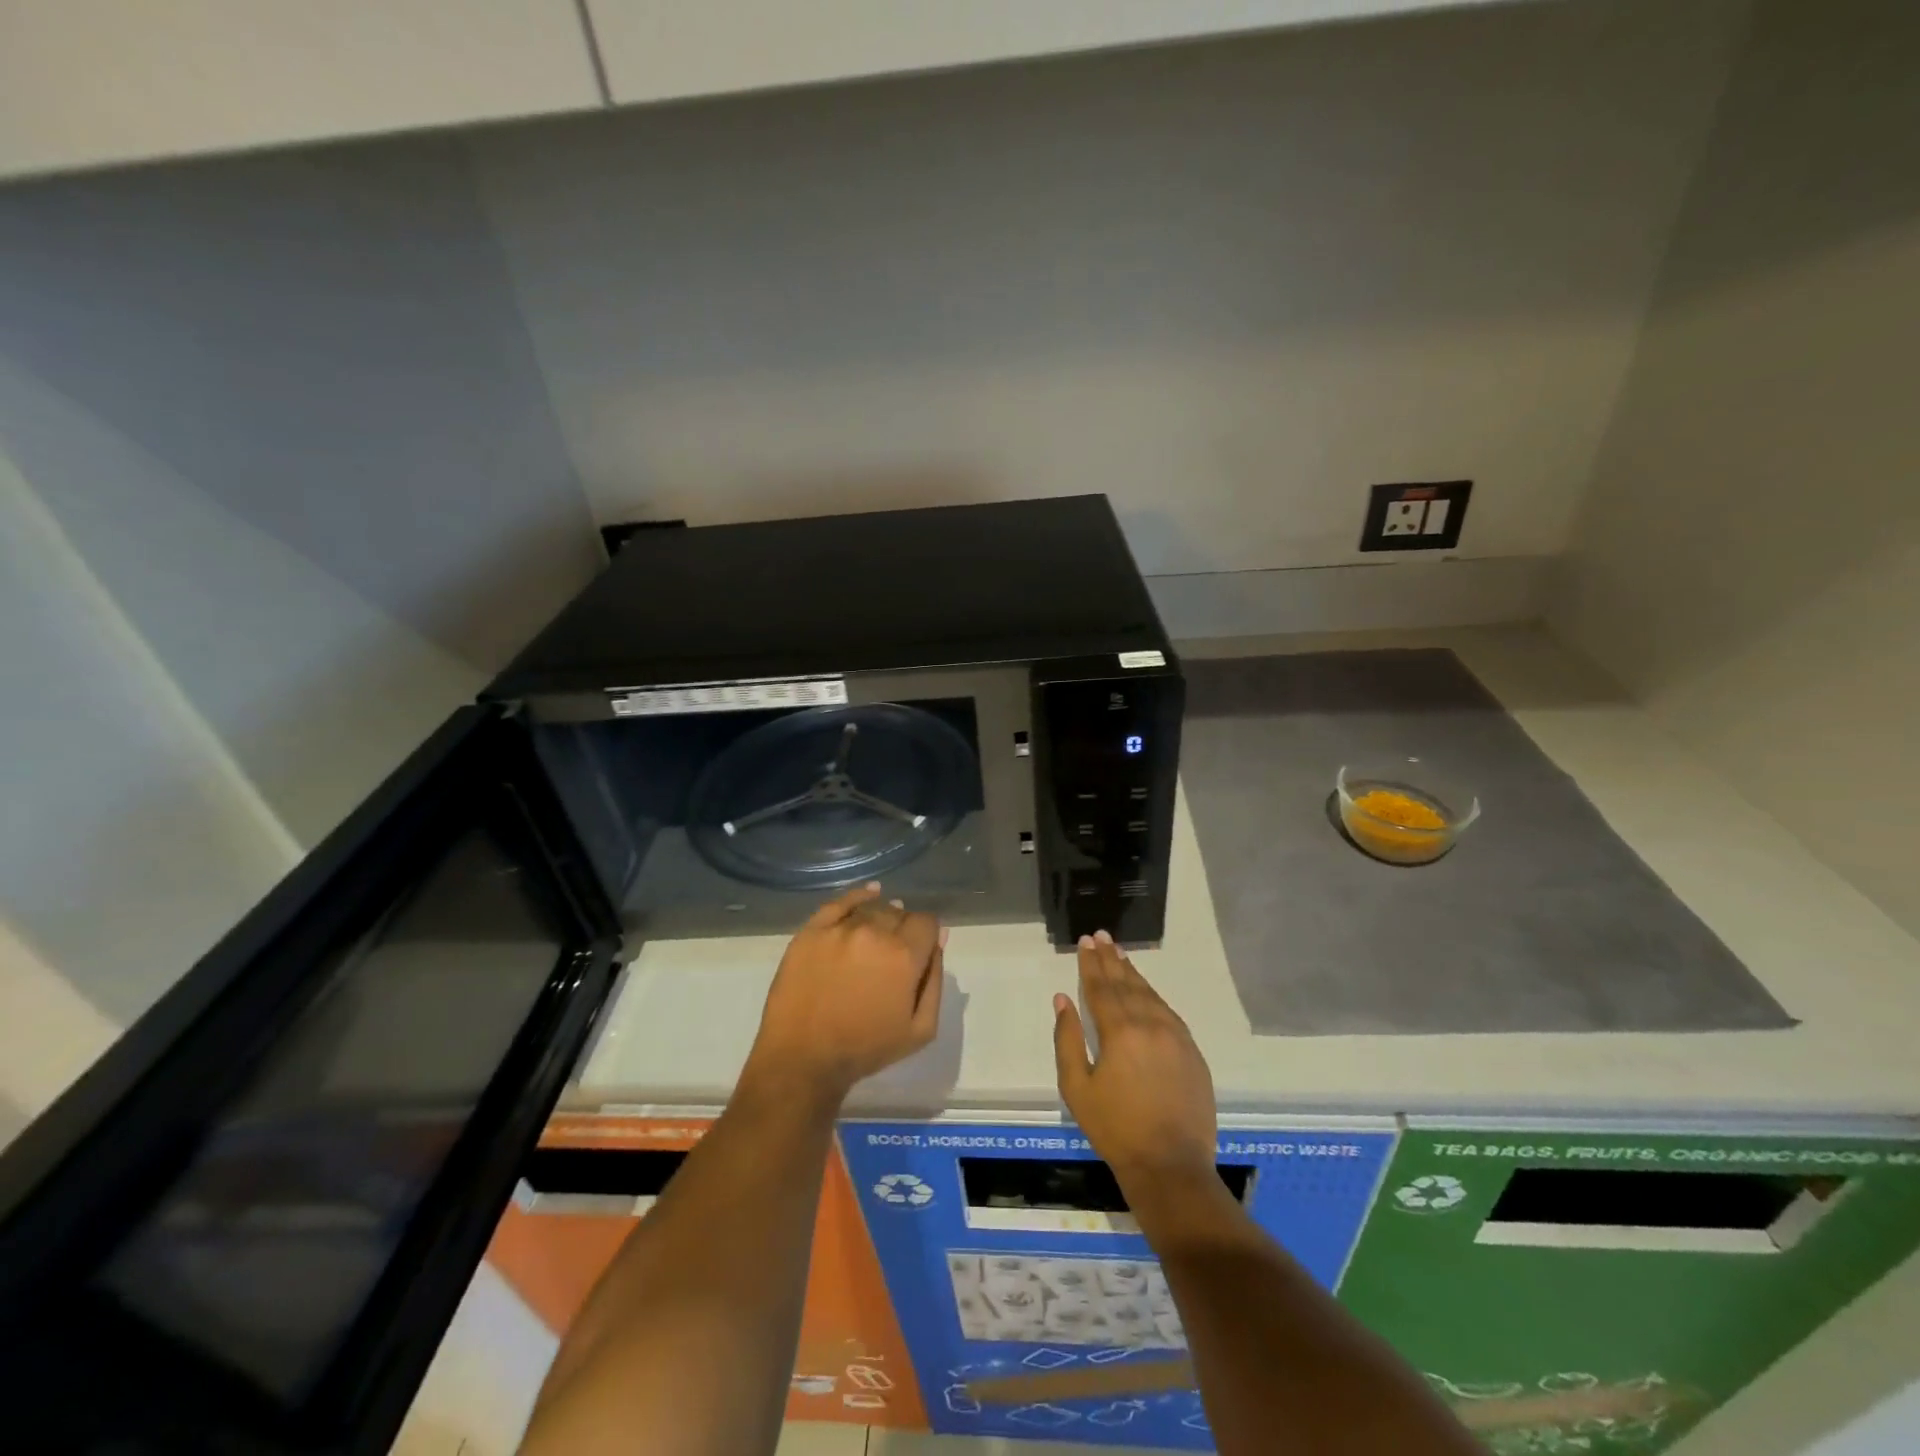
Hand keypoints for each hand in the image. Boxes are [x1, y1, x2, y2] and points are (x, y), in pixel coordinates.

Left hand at [747, 884, 944, 1103]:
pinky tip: (869, 894)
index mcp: (905, 955)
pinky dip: (858, 896)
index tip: (919, 952)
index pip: (927, 922)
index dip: (927, 936)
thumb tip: (940, 939)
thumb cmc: (866, 1049)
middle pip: (900, 913)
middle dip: (903, 929)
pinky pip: (840, 902)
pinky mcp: (812, 931)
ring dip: (880, 918)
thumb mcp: (920, 1029)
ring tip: (876, 936)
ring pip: (872, 908)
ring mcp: (840, 928)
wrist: (803, 1058)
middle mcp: (874, 932)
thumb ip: (935, 979)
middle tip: (892, 955)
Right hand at [1053, 931, 1217, 1189]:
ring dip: (1133, 973)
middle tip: (1101, 936)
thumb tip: (1062, 1000)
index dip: (1091, 964)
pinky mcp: (1192, 1052)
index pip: (1101, 988)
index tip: (1085, 941)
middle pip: (1127, 984)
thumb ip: (1068, 1039)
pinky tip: (1146, 991)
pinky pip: (1169, 1012)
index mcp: (1119, 1032)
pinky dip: (1154, 996)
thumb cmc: (1115, 1129)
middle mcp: (1150, 1025)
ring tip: (1120, 954)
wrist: (1170, 1166)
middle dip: (1111, 959)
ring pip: (1150, 995)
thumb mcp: (1077, 1088)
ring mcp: (1176, 1037)